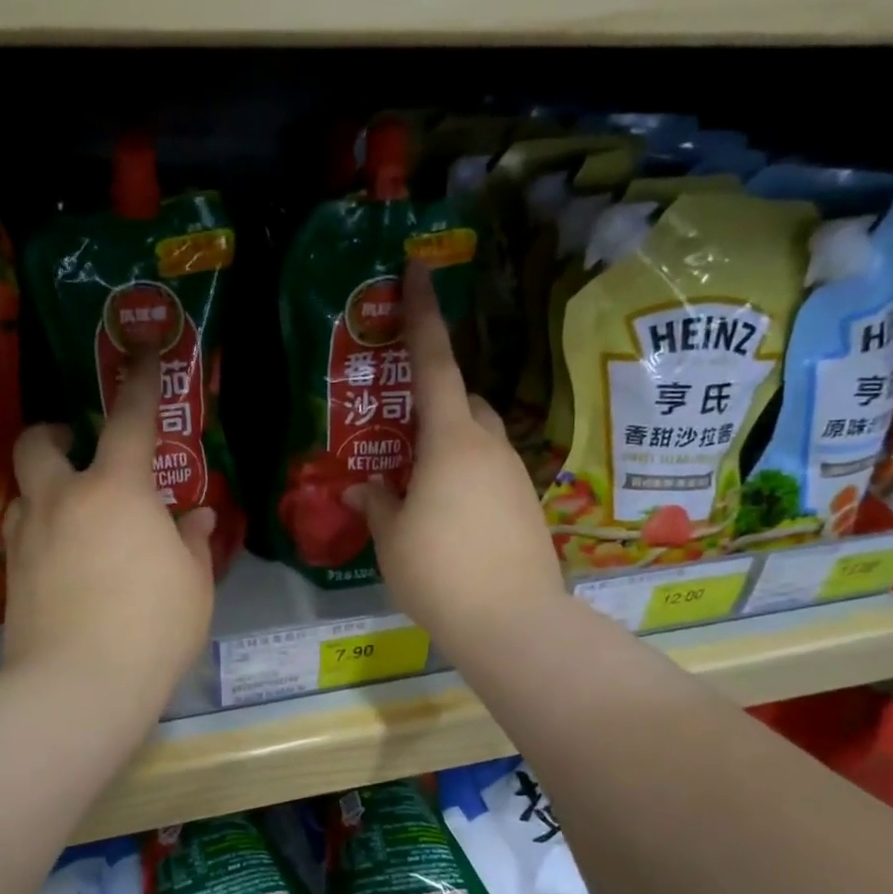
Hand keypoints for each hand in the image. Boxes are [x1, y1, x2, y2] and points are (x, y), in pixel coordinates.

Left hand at [2, 356, 215, 711]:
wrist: (80, 686)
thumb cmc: (153, 626)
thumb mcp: (192, 582)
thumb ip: (190, 540)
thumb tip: (194, 517)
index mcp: (117, 491)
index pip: (130, 420)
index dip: (140, 383)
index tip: (142, 355)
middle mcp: (62, 501)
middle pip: (38, 443)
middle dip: (53, 433)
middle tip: (75, 444)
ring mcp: (27, 537)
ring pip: (23, 491)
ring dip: (44, 487)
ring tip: (72, 511)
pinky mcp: (8, 576)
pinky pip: (19, 533)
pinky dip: (38, 530)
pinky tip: (59, 557)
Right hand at [345, 260, 564, 660]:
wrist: (512, 622)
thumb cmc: (439, 572)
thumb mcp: (392, 539)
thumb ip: (378, 506)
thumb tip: (363, 490)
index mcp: (451, 442)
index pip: (434, 366)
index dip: (424, 317)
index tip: (420, 270)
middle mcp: (490, 447)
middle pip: (468, 403)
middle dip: (441, 403)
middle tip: (407, 431)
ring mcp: (515, 477)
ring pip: (483, 440)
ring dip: (454, 447)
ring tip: (422, 485)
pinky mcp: (529, 507)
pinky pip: (494, 475)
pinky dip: (470, 479)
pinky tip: (451, 517)